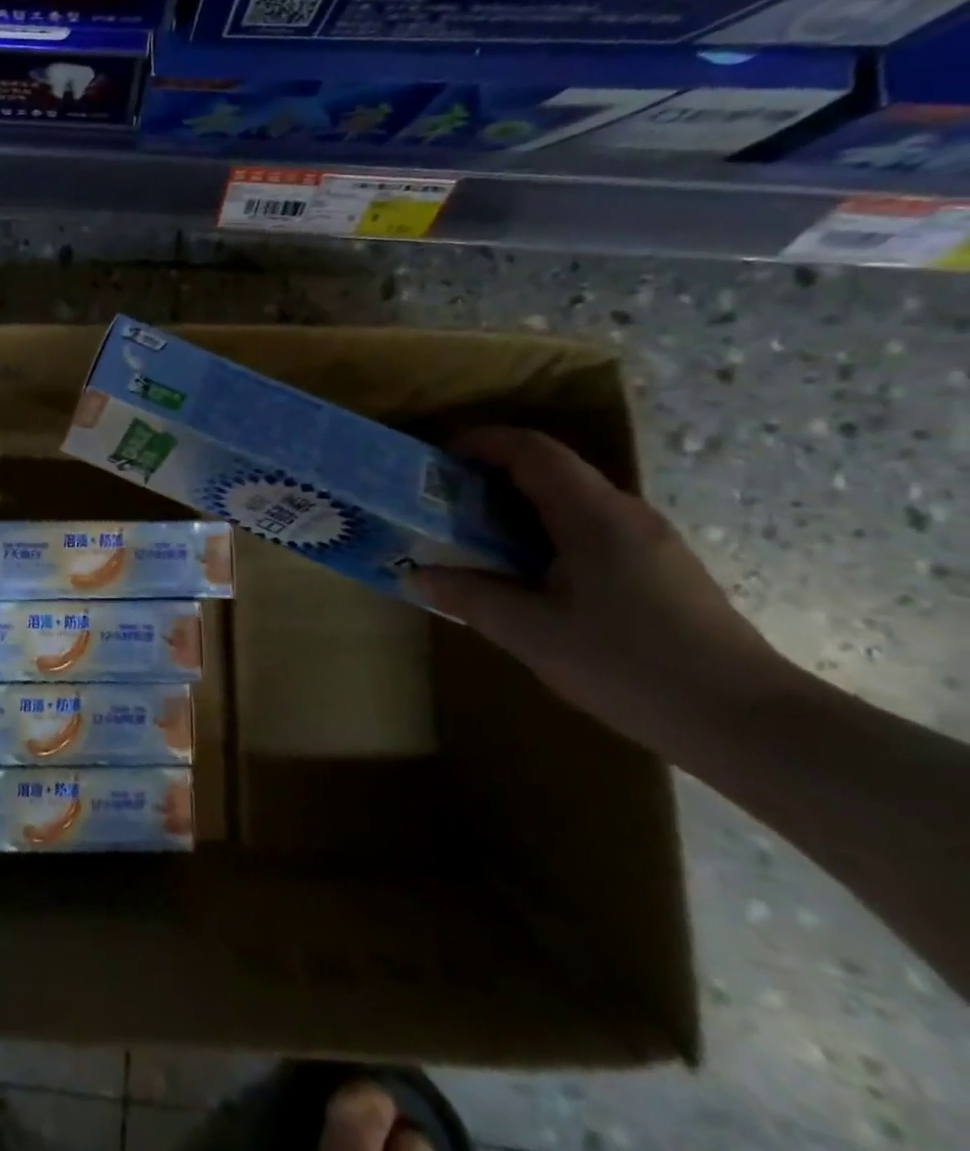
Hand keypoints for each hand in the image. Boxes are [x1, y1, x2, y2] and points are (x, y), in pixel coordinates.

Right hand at [413, 427, 793, 758]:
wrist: (752, 725)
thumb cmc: (631, 667)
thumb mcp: (532, 634)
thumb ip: (469, 596)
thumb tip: (415, 574)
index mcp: (592, 516)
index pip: (532, 450)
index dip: (481, 443)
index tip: (438, 460)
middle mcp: (625, 514)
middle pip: (551, 470)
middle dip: (491, 476)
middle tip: (444, 505)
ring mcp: (650, 541)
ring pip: (572, 501)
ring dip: (519, 507)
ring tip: (477, 541)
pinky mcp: (661, 569)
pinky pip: (592, 529)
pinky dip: (547, 533)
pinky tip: (531, 576)